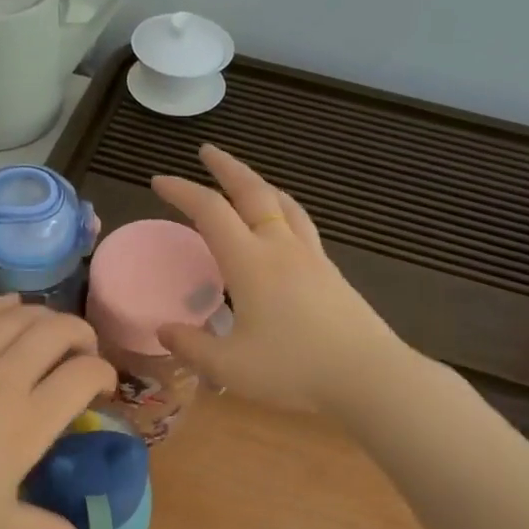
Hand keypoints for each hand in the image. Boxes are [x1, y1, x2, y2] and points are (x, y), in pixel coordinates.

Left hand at [0, 296, 117, 528]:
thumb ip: (44, 527)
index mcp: (28, 423)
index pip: (84, 375)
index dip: (104, 373)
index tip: (102, 387)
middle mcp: (4, 380)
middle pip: (57, 331)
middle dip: (82, 333)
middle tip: (83, 350)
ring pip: (18, 316)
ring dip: (44, 316)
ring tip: (51, 329)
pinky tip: (10, 305)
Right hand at [152, 144, 411, 413]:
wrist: (369, 377)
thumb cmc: (294, 369)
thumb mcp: (229, 367)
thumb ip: (192, 346)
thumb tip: (163, 330)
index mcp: (250, 262)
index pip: (210, 211)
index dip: (182, 191)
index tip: (158, 181)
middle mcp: (280, 248)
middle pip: (253, 191)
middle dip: (226, 167)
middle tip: (207, 151)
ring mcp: (311, 257)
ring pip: (284, 204)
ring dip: (259, 184)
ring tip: (246, 181)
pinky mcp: (331, 273)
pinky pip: (301, 224)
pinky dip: (282, 209)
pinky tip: (282, 226)